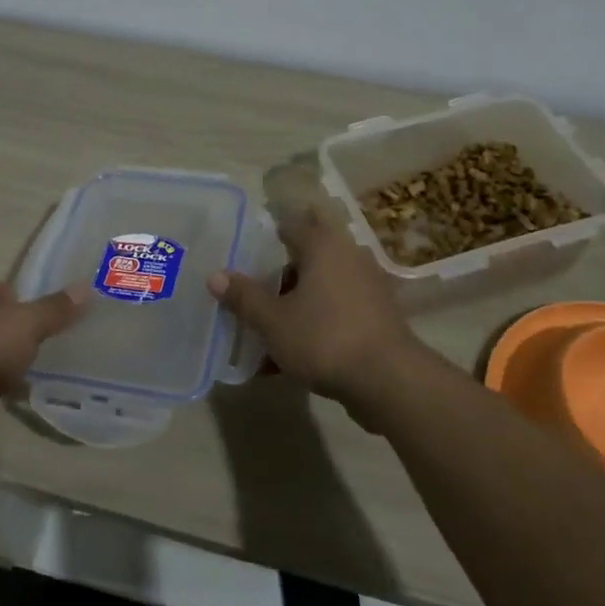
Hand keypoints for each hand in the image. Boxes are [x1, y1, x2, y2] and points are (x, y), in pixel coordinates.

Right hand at [206, 200, 429, 413]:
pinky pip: (334, 313)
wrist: (389, 381)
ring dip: (293, 306)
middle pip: (305, 258)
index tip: (244, 251)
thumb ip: (244, 297)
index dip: (266, 234)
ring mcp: (367, 288)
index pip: (291, 224)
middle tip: (248, 293)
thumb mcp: (273, 321)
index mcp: (323, 246)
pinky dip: (312, 326)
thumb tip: (215, 275)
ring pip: (319, 289)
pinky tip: (287, 358)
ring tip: (263, 331)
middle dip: (277, 276)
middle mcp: (348, 257)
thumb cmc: (325, 338)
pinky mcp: (376, 318)